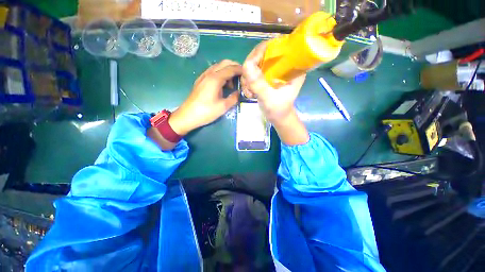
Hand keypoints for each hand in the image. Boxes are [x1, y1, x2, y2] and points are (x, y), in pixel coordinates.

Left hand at [169, 60, 241, 135]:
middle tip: (242, 76)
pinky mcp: (200, 81)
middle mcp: (209, 74)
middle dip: (235, 67)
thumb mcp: (223, 107)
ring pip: (218, 66)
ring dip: (227, 70)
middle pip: (224, 63)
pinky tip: (223, 84)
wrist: (187, 116)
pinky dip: (221, 74)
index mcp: (215, 79)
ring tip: (233, 83)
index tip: (248, 74)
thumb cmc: (206, 112)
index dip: (241, 70)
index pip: (231, 68)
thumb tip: (239, 92)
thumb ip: (234, 98)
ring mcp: (203, 76)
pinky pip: (213, 72)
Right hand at [242, 41, 305, 122]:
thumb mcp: (269, 98)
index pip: (278, 46)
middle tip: (247, 82)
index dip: (261, 50)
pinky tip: (249, 91)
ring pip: (257, 62)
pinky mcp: (268, 76)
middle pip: (263, 53)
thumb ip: (259, 84)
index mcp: (292, 66)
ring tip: (249, 91)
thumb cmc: (278, 110)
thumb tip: (246, 64)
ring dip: (248, 76)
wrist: (278, 118)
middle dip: (251, 67)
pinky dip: (249, 80)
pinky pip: (254, 71)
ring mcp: (275, 70)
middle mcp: (284, 64)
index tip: (250, 64)